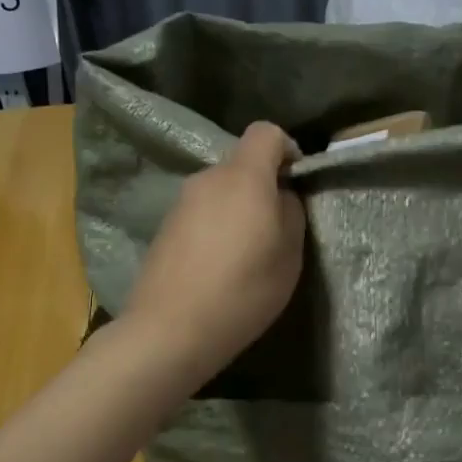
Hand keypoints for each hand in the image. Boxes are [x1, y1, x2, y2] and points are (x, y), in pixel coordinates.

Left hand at [121, 121, 305, 387]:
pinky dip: (215, 228)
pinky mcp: (164, 227)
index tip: (297, 183)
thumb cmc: (243, 289)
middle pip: (242, 164)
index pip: (266, 132)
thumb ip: (291, 212)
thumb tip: (281, 196)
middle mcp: (208, 178)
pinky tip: (218, 266)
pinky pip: (201, 214)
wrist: (170, 329)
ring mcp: (181, 202)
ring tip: (246, 254)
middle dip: (263, 187)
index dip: (288, 150)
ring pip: (220, 191)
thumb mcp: (289, 255)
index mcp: (243, 176)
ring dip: (237, 210)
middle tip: (276, 229)